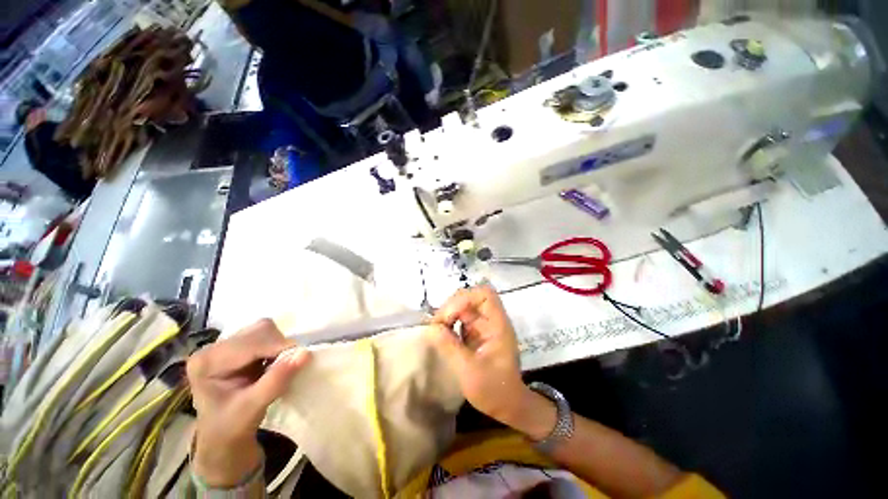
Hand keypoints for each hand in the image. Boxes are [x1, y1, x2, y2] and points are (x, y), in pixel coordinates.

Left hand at [186, 319, 310, 486]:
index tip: (301, 360)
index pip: (251, 342)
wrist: (222, 440)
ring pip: (266, 330)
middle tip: (289, 368)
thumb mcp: (251, 409)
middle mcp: (214, 348)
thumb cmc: (230, 429)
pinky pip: (268, 337)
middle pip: (260, 330)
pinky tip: (275, 364)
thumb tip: (306, 353)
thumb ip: (276, 380)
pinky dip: (278, 348)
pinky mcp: (240, 350)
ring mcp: (226, 347)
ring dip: (280, 347)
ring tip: (279, 369)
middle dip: (280, 346)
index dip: (279, 348)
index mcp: (206, 362)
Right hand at [427, 286, 532, 426]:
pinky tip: (441, 333)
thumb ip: (450, 346)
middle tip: (438, 324)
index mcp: (497, 324)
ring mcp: (483, 325)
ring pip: (463, 306)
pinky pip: (460, 319)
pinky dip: (449, 322)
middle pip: (471, 297)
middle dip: (452, 306)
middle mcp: (490, 320)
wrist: (507, 405)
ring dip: (448, 313)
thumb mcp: (469, 370)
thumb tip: (431, 328)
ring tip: (437, 328)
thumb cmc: (494, 390)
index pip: (484, 295)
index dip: (465, 299)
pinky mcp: (475, 333)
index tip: (449, 317)